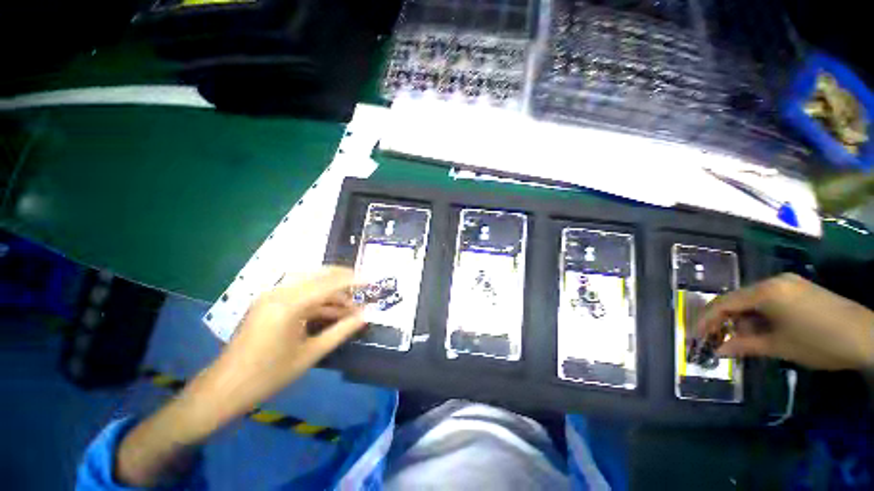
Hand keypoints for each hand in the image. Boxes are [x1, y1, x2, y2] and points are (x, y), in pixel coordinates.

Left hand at [205, 266, 365, 419]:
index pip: (329, 283)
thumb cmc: (268, 375)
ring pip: (311, 284)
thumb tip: (365, 316)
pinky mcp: (269, 302)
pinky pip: (300, 294)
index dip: (353, 280)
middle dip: (344, 280)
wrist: (224, 389)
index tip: (372, 281)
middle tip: (364, 288)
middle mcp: (279, 292)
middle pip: (320, 275)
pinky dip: (319, 300)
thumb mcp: (311, 354)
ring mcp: (272, 296)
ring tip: (350, 307)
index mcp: (288, 304)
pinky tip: (331, 312)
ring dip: (333, 292)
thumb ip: (341, 331)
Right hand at [697, 273, 873, 370]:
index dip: (707, 319)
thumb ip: (744, 345)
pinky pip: (769, 299)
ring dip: (744, 319)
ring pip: (753, 300)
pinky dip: (760, 315)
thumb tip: (717, 351)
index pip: (724, 303)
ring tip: (744, 339)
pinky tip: (764, 329)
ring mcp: (788, 283)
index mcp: (765, 291)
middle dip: (726, 320)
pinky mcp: (800, 288)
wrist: (866, 336)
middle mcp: (773, 281)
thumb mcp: (779, 347)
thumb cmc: (818, 342)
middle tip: (720, 339)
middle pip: (738, 299)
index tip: (696, 335)